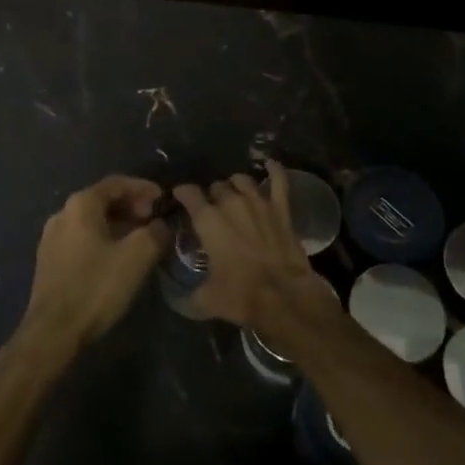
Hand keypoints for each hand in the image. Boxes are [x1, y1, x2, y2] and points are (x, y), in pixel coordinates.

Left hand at [21, 175, 167, 352]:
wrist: (53, 331)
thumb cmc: (95, 287)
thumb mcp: (136, 257)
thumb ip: (154, 233)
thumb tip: (161, 225)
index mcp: (81, 205)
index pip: (116, 183)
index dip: (143, 188)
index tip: (162, 200)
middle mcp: (62, 214)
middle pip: (102, 200)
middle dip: (131, 206)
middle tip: (153, 220)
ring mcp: (52, 238)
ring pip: (92, 221)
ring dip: (118, 224)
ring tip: (140, 239)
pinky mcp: (49, 261)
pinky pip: (82, 239)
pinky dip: (103, 239)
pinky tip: (117, 257)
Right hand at [173, 162, 334, 344]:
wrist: (284, 296)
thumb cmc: (241, 295)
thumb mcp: (207, 300)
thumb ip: (190, 295)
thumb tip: (180, 299)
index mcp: (207, 219)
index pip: (188, 193)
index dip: (183, 194)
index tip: (180, 198)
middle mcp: (230, 202)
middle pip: (217, 187)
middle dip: (213, 196)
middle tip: (213, 212)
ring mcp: (258, 201)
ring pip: (242, 180)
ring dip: (236, 186)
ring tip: (235, 195)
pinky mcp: (281, 208)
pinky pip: (278, 181)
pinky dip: (275, 170)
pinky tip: (270, 164)